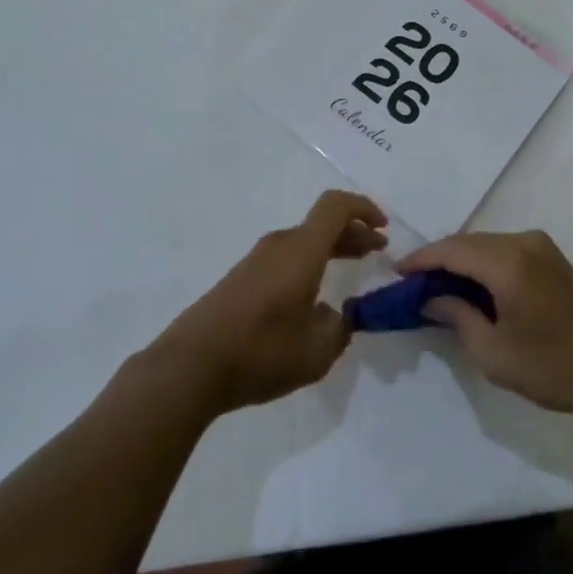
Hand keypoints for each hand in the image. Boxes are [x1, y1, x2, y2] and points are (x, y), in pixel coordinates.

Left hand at [150, 191, 386, 416]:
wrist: (189, 367)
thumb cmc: (261, 352)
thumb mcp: (317, 352)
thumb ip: (339, 329)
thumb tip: (338, 316)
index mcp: (302, 250)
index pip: (336, 206)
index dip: (364, 209)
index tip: (383, 229)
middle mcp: (279, 245)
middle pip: (322, 223)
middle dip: (353, 232)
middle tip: (376, 250)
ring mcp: (256, 260)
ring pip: (303, 241)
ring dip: (331, 248)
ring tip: (350, 270)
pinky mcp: (240, 279)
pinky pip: (285, 257)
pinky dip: (309, 263)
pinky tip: (313, 295)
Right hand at [398, 230, 572, 422]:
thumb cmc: (557, 367)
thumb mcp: (496, 353)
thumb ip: (458, 318)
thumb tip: (432, 298)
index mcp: (507, 261)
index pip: (451, 250)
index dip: (420, 260)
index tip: (395, 273)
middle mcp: (524, 242)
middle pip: (469, 243)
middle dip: (439, 260)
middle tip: (413, 285)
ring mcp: (543, 248)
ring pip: (488, 245)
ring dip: (462, 262)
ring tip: (438, 288)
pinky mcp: (555, 260)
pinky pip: (507, 252)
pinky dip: (484, 265)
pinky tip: (474, 289)